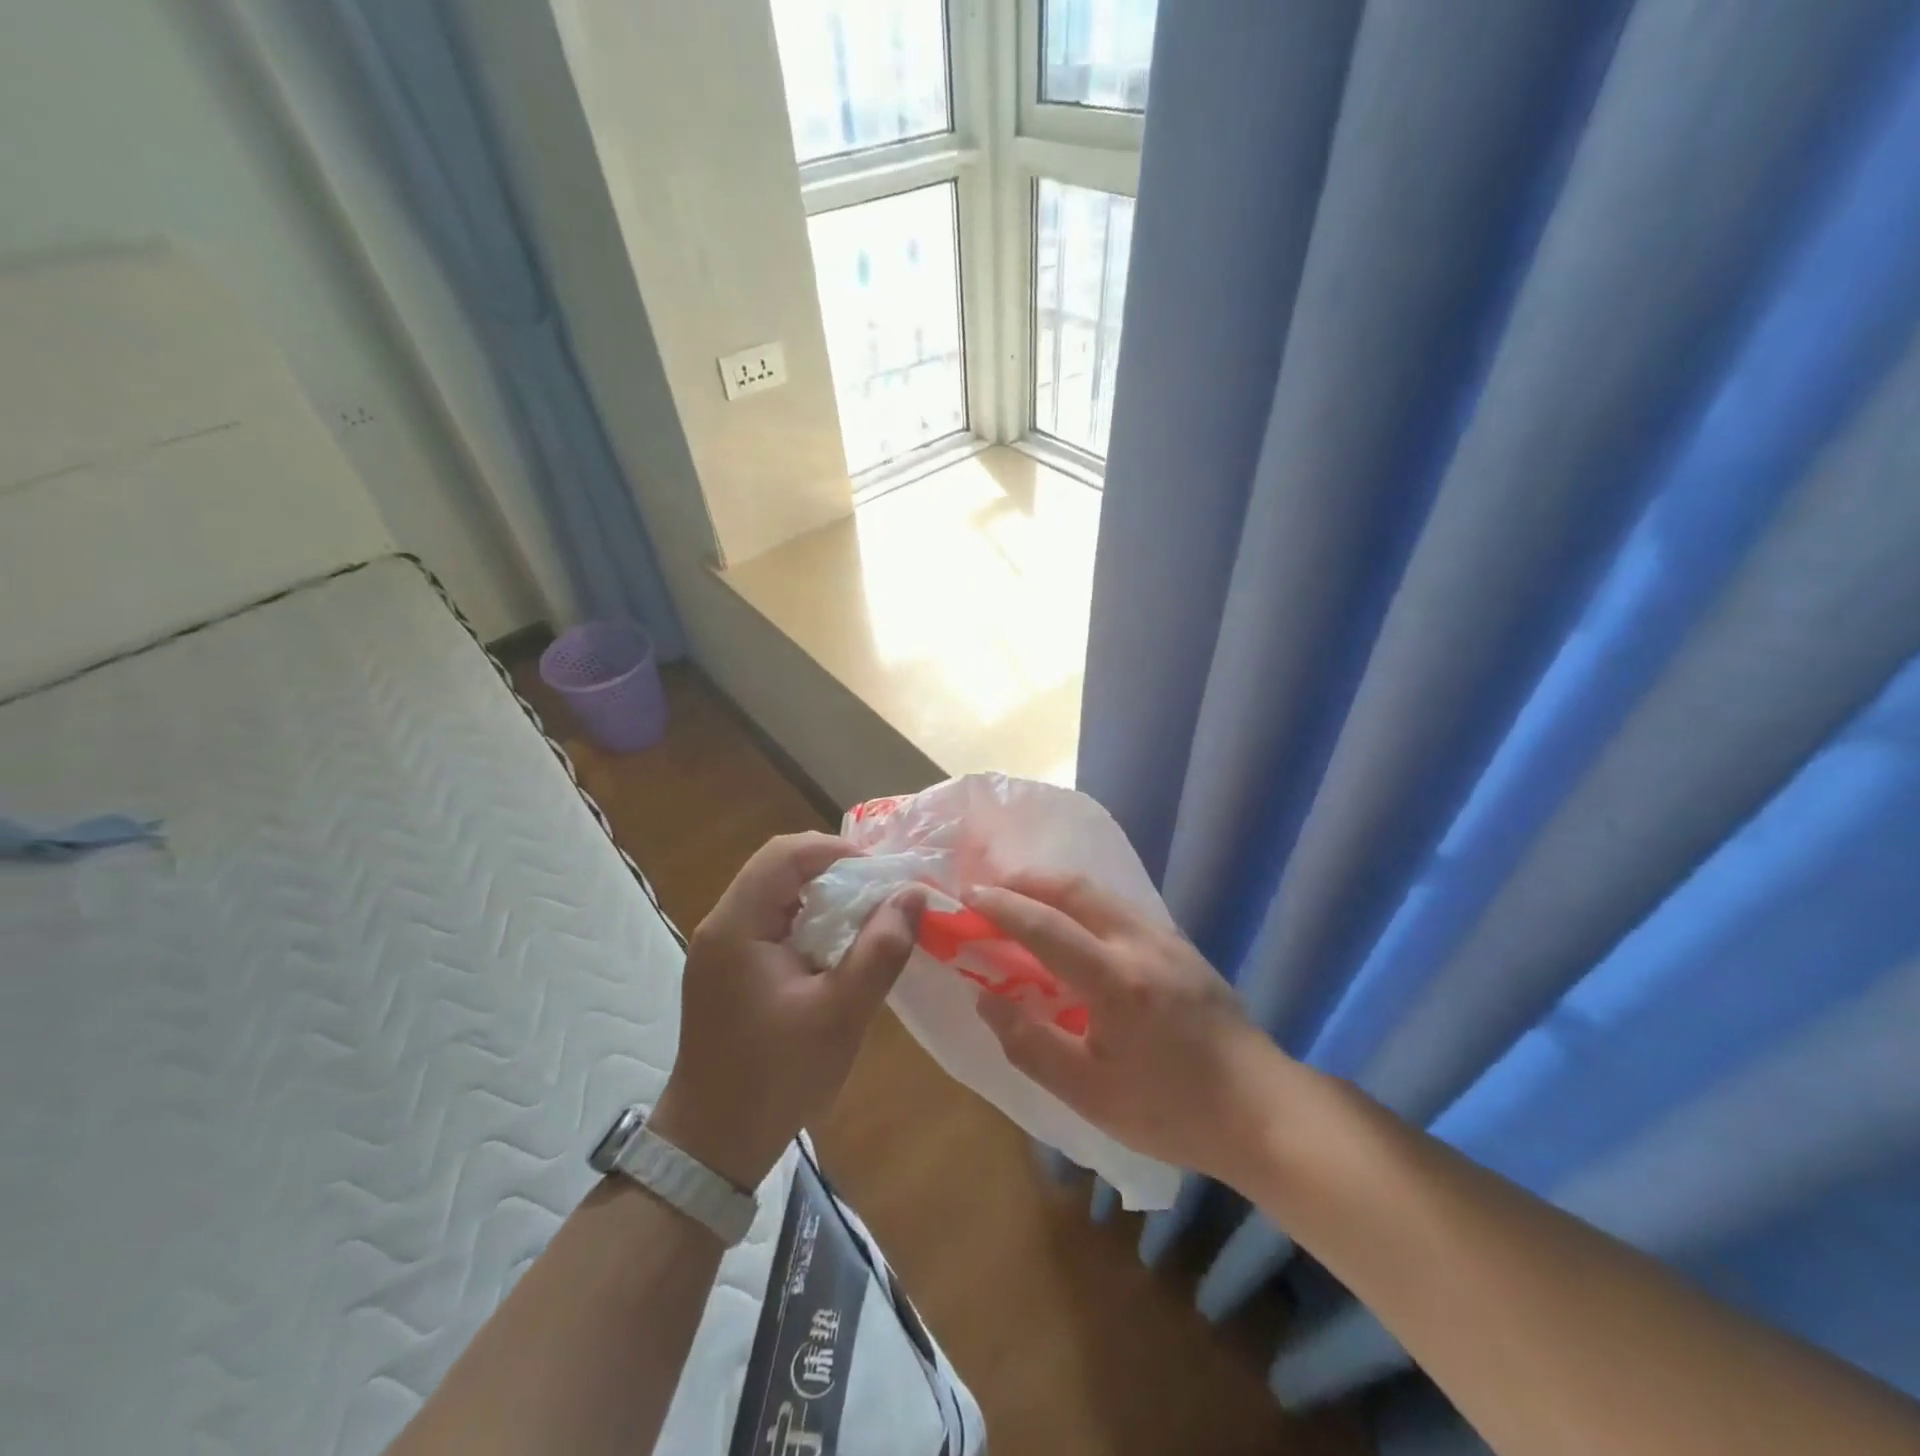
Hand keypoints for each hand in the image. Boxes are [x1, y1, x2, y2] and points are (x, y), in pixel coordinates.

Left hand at [650, 832, 920, 1189]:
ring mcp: (720, 948)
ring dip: (823, 897)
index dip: (836, 851)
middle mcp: (722, 926)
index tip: (881, 875)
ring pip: (777, 894)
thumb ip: (880, 951)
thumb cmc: (776, 1079)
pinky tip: (837, 951)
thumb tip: (913, 895)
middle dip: (834, 872)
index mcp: (737, 927)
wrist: (713, 1145)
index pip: (785, 854)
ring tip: (867, 920)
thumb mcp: (840, 1015)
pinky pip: (771, 923)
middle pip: (779, 868)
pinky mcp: (727, 970)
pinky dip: (808, 922)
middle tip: (880, 896)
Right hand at [969, 872, 1286, 1182]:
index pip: (1045, 926)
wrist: (1261, 1110)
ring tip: (1024, 901)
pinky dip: (1083, 903)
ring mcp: (1166, 938)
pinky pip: (1120, 907)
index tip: (968, 897)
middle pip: (1075, 888)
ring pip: (1100, 893)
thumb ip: (1030, 1044)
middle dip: (1026, 880)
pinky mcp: (1182, 945)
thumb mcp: (1089, 1094)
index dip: (1001, 907)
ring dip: (1055, 887)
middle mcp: (1141, 943)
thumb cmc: (1171, 1111)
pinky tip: (1073, 927)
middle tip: (991, 889)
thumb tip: (986, 999)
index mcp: (1115, 981)